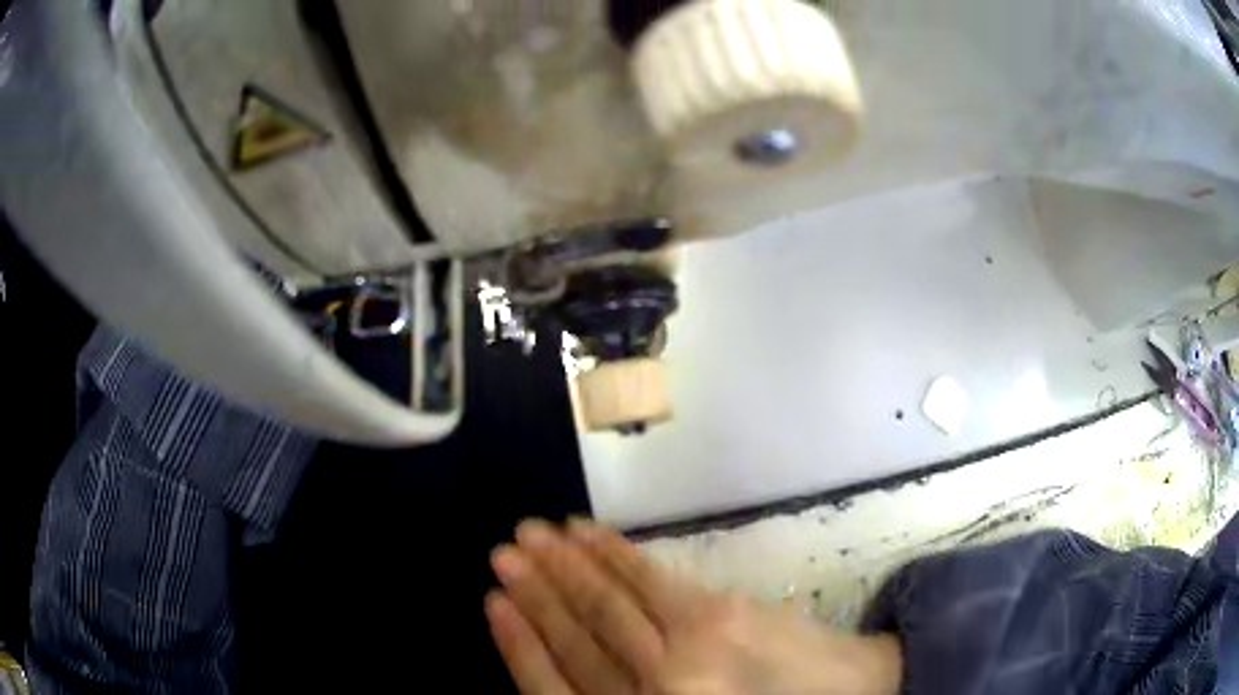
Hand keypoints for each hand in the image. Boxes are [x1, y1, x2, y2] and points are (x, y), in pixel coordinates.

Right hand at [486, 519, 902, 694]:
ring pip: (606, 605)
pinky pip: (649, 581)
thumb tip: (565, 658)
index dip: (518, 644)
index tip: (491, 603)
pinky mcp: (717, 613)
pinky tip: (586, 533)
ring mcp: (685, 652)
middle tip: (500, 554)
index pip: (555, 688)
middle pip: (577, 639)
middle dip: (533, 594)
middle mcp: (655, 692)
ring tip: (529, 535)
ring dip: (563, 566)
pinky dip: (613, 554)